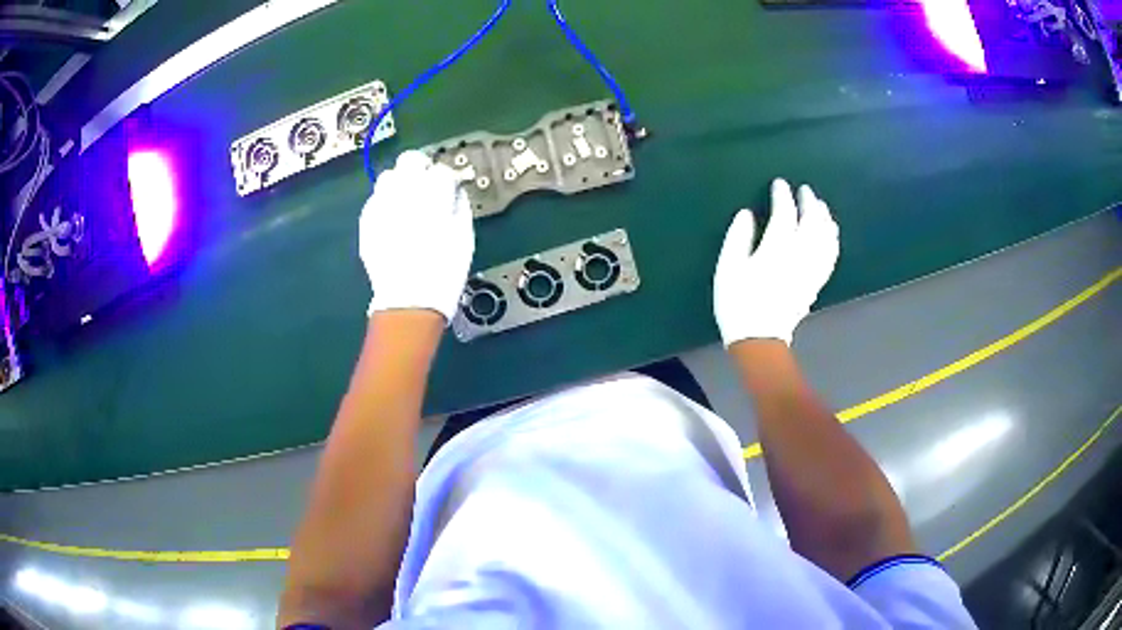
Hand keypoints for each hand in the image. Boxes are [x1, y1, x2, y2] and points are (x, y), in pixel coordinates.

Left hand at [359, 150, 474, 322]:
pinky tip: (392, 219)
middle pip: (410, 160)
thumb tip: (454, 193)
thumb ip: (459, 206)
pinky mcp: (366, 220)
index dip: (448, 179)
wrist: (409, 299)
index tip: (450, 189)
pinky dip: (385, 203)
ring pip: (387, 176)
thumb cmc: (444, 270)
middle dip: (420, 168)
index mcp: (433, 194)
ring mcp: (381, 204)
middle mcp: (404, 191)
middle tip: (426, 184)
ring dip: (399, 183)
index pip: (441, 171)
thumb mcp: (464, 236)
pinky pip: (375, 200)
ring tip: (406, 201)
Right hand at [713, 178, 839, 345]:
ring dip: (824, 218)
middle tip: (805, 190)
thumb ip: (738, 237)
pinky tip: (831, 233)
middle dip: (809, 202)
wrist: (758, 339)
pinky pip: (830, 257)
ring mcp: (810, 270)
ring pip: (825, 238)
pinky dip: (832, 240)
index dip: (783, 196)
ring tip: (820, 206)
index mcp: (775, 250)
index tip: (780, 184)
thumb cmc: (738, 303)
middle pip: (811, 222)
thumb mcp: (728, 268)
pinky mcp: (816, 282)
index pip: (785, 214)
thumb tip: (747, 213)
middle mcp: (798, 256)